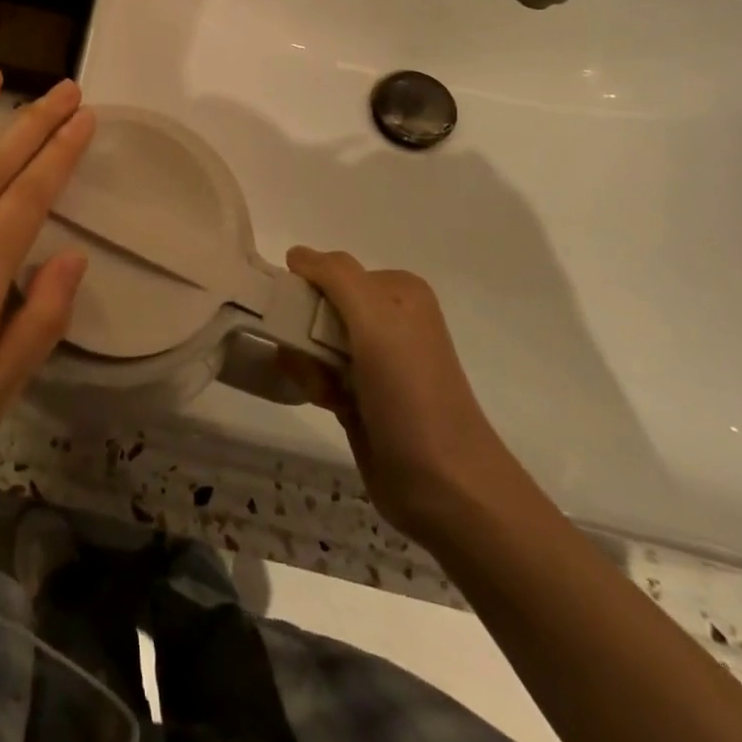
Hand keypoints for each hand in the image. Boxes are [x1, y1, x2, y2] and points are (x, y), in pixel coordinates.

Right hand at [284, 248, 525, 542]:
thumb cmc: (411, 393)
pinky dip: (315, 386)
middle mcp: (388, 319)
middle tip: (317, 364)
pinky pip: (318, 373)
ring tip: (327, 393)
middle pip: (317, 307)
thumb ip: (335, 275)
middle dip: (305, 334)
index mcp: (398, 291)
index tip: (304, 324)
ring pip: (312, 343)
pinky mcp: (364, 396)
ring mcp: (376, 360)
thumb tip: (296, 254)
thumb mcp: (376, 319)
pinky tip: (331, 406)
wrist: (445, 486)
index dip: (307, 294)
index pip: (329, 272)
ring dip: (308, 365)